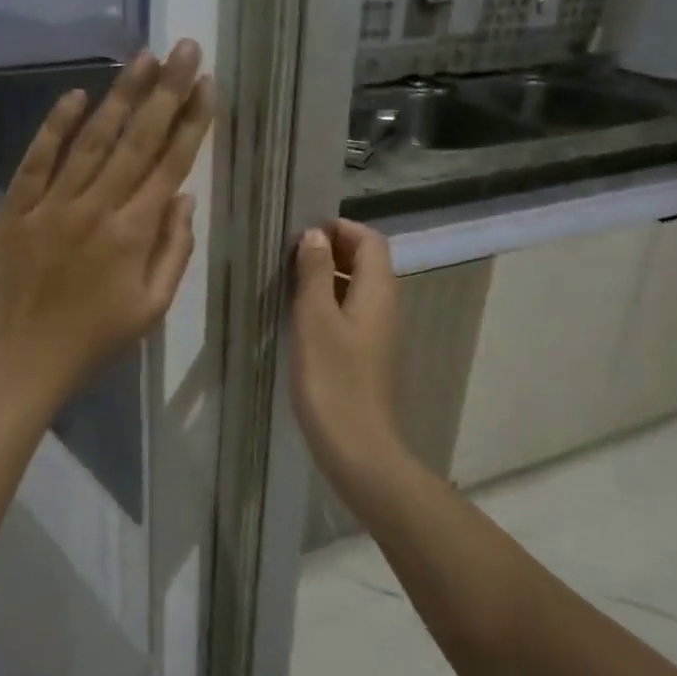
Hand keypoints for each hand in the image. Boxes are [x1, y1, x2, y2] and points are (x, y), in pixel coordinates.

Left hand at [0, 42, 212, 407]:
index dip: (192, 122)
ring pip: (91, 139)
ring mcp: (51, 204)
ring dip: (120, 96)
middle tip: (185, 49)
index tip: (206, 84)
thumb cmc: (93, 341)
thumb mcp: (151, 309)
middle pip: (136, 140)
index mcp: (133, 234)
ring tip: (143, 58)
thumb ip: (173, 251)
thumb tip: (184, 197)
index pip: (170, 164)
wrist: (17, 361)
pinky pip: (37, 159)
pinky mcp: (15, 207)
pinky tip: (76, 95)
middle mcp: (96, 208)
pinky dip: (55, 125)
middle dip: (166, 91)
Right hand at [290, 220, 408, 485]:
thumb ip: (314, 273)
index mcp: (379, 292)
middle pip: (367, 262)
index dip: (340, 229)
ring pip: (358, 288)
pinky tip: (302, 319)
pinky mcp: (369, 355)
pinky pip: (353, 313)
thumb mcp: (315, 320)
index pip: (370, 240)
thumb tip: (315, 235)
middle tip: (291, 256)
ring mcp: (380, 333)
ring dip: (328, 277)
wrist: (358, 447)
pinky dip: (330, 303)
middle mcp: (386, 306)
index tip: (302, 234)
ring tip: (290, 283)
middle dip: (332, 250)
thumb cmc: (333, 380)